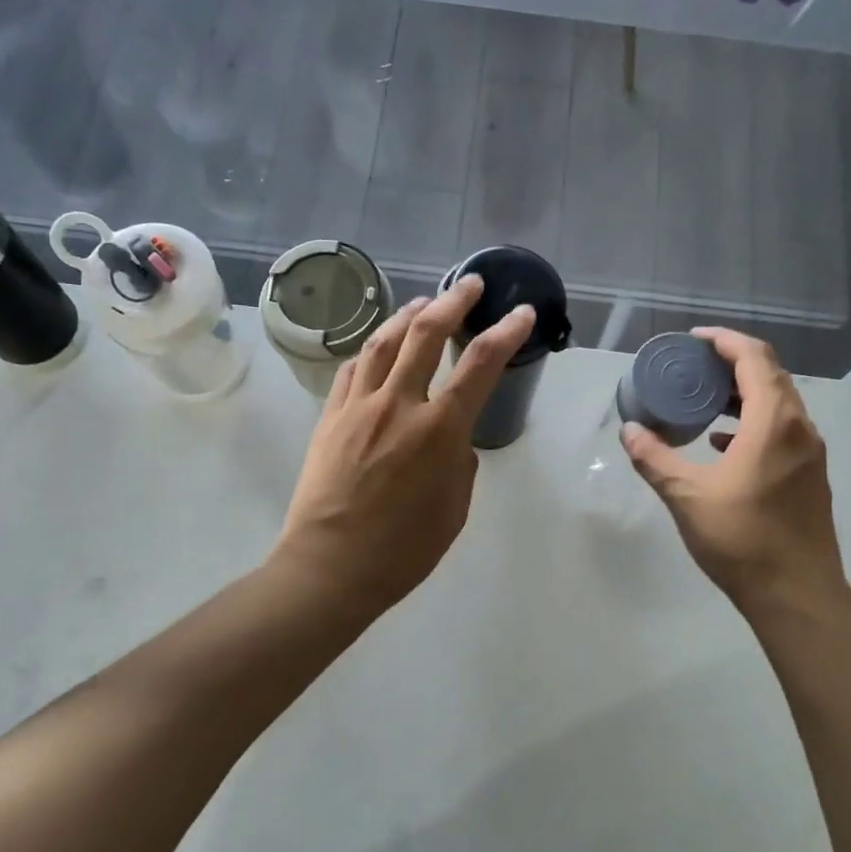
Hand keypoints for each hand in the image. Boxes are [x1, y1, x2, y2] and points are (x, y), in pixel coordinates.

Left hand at [271, 275, 535, 619]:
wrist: (330, 565)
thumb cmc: (403, 549)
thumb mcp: (454, 508)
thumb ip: (459, 462)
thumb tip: (452, 439)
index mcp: (439, 431)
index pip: (480, 364)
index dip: (505, 332)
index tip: (520, 314)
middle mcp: (399, 405)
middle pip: (426, 334)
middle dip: (453, 302)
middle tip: (469, 286)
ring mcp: (358, 406)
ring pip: (383, 342)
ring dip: (408, 315)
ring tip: (424, 303)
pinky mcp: (330, 417)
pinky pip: (352, 369)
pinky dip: (371, 349)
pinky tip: (378, 345)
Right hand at [621, 328, 850, 619]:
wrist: (796, 593)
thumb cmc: (741, 539)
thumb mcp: (686, 496)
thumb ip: (654, 459)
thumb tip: (629, 431)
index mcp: (773, 422)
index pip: (754, 358)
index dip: (724, 341)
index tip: (693, 339)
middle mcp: (799, 428)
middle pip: (770, 376)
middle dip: (732, 363)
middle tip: (693, 366)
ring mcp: (809, 453)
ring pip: (778, 405)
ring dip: (743, 394)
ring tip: (704, 400)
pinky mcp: (809, 476)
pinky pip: (781, 431)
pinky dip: (752, 424)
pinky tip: (723, 444)